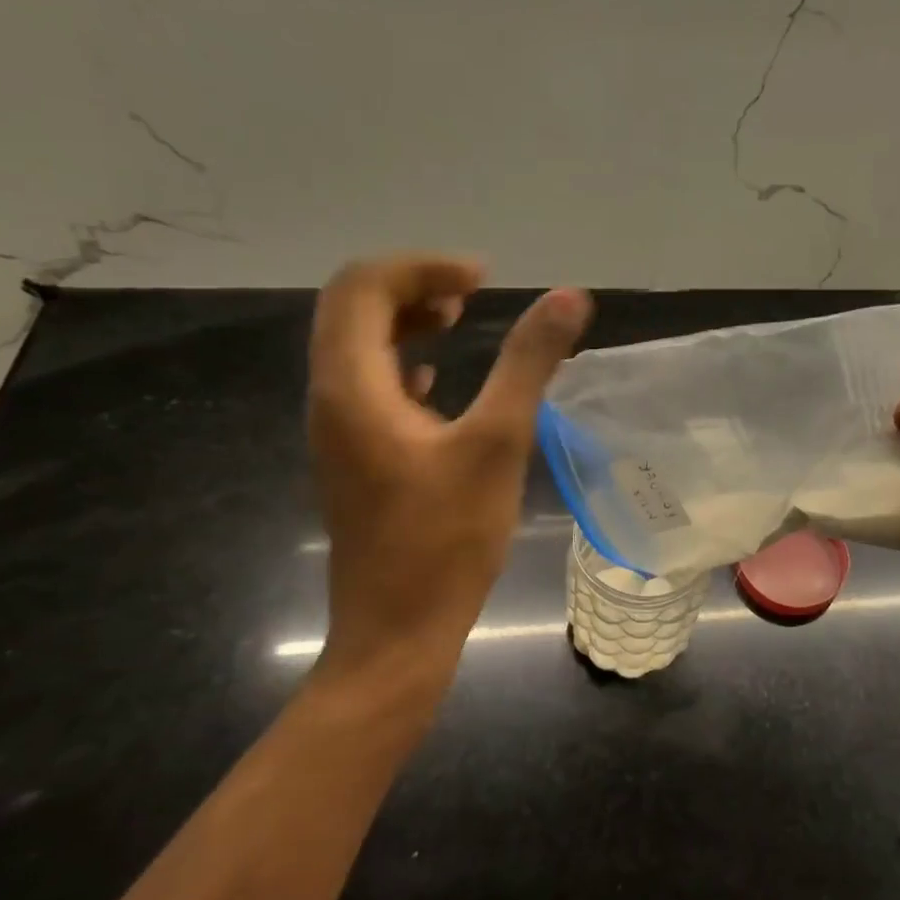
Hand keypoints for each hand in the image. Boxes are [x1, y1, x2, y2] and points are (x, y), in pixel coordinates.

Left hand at [308, 256, 591, 698]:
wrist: (397, 632)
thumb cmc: (447, 540)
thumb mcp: (498, 443)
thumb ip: (529, 364)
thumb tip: (570, 298)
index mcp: (353, 386)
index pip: (361, 286)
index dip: (421, 266)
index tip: (482, 279)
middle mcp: (330, 398)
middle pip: (350, 308)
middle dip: (410, 286)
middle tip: (471, 292)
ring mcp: (337, 430)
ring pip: (356, 346)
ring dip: (404, 320)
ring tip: (458, 318)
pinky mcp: (353, 457)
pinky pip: (367, 385)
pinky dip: (402, 361)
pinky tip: (438, 379)